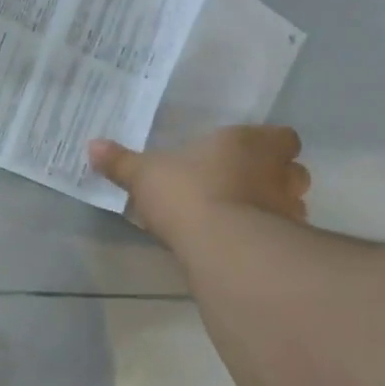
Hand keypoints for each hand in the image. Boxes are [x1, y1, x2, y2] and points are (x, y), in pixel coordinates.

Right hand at [88, 126, 310, 238]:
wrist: (222, 244)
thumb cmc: (187, 193)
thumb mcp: (145, 175)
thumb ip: (122, 162)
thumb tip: (92, 145)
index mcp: (249, 143)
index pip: (282, 137)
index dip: (268, 145)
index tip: (246, 155)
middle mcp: (278, 172)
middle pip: (293, 171)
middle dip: (275, 178)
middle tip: (245, 188)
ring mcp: (288, 210)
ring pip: (292, 205)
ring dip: (274, 210)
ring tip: (244, 221)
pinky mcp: (286, 245)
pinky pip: (283, 237)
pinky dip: (269, 240)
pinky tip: (243, 248)